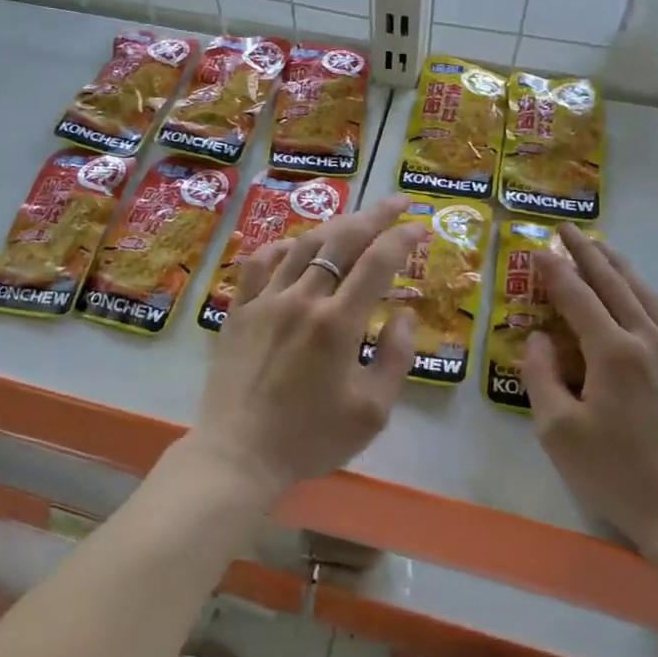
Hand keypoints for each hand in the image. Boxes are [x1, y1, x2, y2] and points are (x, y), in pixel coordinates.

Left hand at [195, 196, 423, 499]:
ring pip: (303, 245)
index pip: (377, 262)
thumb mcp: (371, 412)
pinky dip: (283, 247)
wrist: (238, 455)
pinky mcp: (239, 310)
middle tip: (396, 201)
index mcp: (337, 323)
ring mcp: (264, 301)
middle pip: (342, 240)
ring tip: (355, 220)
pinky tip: (295, 247)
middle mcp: (301, 299)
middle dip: (374, 215)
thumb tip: (406, 315)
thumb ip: (395, 358)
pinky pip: (260, 263)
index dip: (402, 238)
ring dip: (334, 226)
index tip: (420, 225)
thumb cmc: (310, 439)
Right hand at [521, 227, 657, 559]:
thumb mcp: (558, 430)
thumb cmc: (616, 474)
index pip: (577, 296)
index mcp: (613, 352)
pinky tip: (638, 293)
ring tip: (601, 246)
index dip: (554, 270)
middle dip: (588, 253)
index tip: (536, 248)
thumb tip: (537, 337)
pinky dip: (643, 293)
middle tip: (566, 229)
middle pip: (614, 284)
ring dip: (619, 266)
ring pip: (644, 294)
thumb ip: (540, 376)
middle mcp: (647, 341)